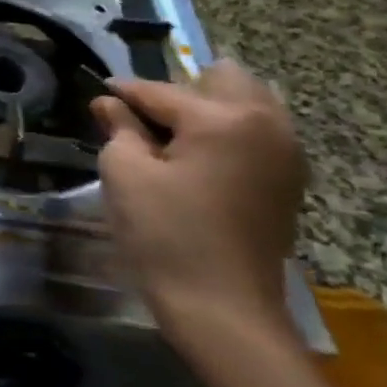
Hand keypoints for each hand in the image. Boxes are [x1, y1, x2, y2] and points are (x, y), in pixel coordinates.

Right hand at [93, 61, 306, 357]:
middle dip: (180, 89)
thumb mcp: (125, 173)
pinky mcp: (289, 181)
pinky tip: (198, 158)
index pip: (162, 91)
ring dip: (210, 107)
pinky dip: (229, 132)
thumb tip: (109, 103)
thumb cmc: (165, 233)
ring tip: (170, 135)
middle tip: (143, 117)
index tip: (97, 93)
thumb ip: (118, 127)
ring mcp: (287, 154)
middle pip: (224, 79)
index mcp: (225, 118)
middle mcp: (268, 125)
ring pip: (249, 102)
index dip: (122, 93)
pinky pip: (260, 132)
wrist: (221, 306)